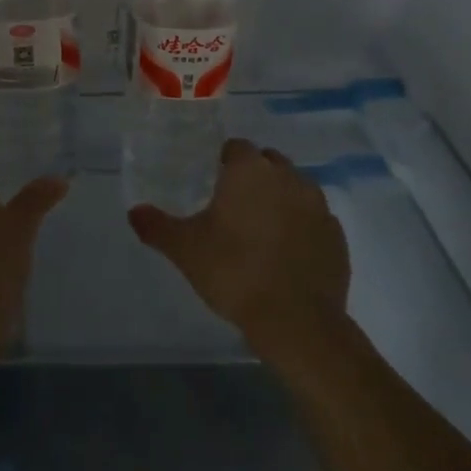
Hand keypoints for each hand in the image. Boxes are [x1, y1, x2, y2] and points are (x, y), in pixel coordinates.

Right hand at [128, 138, 350, 353]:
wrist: (297, 322)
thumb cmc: (234, 273)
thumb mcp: (185, 250)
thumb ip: (156, 226)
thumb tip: (134, 212)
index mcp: (249, 170)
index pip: (235, 148)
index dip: (222, 162)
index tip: (211, 183)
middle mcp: (288, 176)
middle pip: (267, 162)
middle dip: (252, 177)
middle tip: (232, 206)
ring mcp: (318, 204)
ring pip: (294, 187)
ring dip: (279, 198)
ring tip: (260, 229)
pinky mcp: (337, 234)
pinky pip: (314, 218)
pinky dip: (301, 226)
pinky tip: (286, 252)